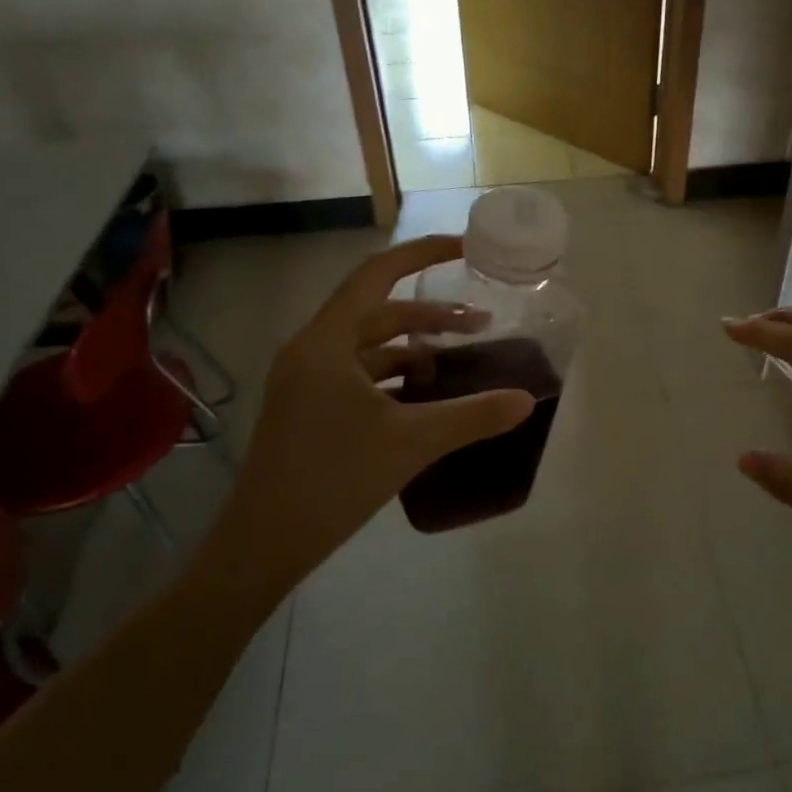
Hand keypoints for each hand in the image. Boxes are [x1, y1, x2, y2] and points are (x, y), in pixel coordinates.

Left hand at [198, 236, 534, 613]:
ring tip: (459, 361)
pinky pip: (359, 374)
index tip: (465, 249)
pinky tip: (426, 395)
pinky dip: (395, 375)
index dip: (423, 254)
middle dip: (431, 314)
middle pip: (378, 311)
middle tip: (481, 323)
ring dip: (414, 347)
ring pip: (370, 346)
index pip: (377, 274)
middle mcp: (313, 350)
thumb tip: (526, 400)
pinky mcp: (309, 407)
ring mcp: (307, 380)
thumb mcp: (412, 443)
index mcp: (327, 342)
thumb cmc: (333, 480)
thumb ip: (473, 415)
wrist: (265, 542)